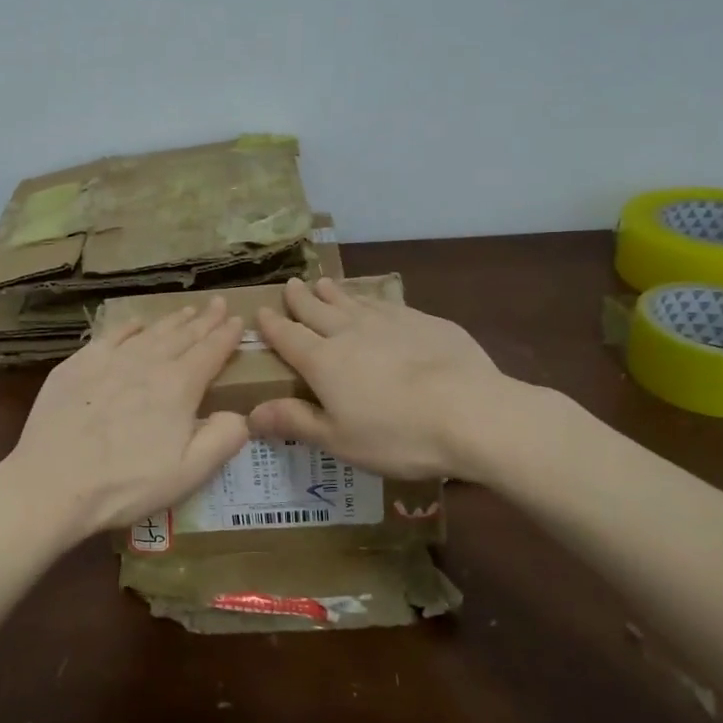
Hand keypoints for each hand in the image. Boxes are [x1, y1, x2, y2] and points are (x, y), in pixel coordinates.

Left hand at [2, 298, 250, 541]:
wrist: (52, 482)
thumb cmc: (125, 485)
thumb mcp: (188, 474)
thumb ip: (223, 440)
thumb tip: (240, 414)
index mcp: (178, 386)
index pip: (210, 352)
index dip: (227, 336)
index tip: (239, 320)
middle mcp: (147, 363)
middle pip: (183, 335)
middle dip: (205, 319)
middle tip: (219, 303)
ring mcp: (110, 360)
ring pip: (150, 332)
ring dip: (172, 320)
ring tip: (187, 310)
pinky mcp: (78, 364)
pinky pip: (111, 335)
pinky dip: (129, 326)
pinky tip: (136, 323)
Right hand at [251, 277, 537, 482]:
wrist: (471, 412)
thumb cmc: (397, 434)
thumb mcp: (339, 439)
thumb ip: (295, 422)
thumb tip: (250, 414)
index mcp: (323, 361)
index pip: (288, 337)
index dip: (272, 325)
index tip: (261, 311)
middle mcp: (350, 332)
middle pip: (317, 310)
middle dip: (301, 299)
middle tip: (291, 285)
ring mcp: (389, 322)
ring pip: (352, 301)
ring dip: (334, 293)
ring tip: (323, 283)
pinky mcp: (424, 321)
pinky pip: (387, 304)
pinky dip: (372, 300)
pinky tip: (375, 302)